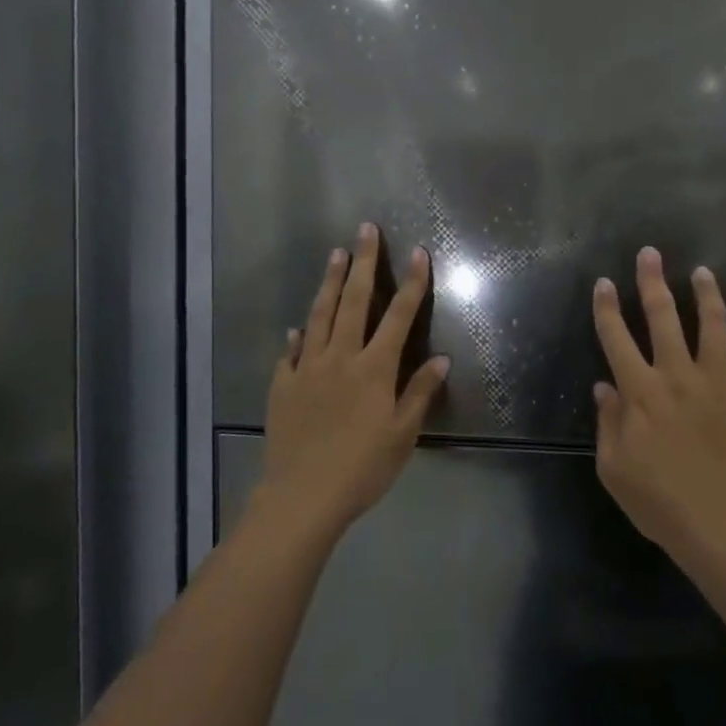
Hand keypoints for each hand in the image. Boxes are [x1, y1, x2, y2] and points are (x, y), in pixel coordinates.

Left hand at [257, 224, 449, 540]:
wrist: (303, 495)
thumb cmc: (362, 467)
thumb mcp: (402, 434)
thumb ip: (420, 392)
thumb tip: (441, 359)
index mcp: (374, 369)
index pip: (399, 316)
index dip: (411, 283)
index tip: (418, 253)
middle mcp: (341, 358)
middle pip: (354, 301)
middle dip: (363, 263)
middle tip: (365, 230)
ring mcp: (308, 368)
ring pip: (320, 315)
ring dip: (329, 283)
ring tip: (335, 255)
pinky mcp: (284, 385)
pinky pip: (292, 352)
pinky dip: (299, 334)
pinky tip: (299, 326)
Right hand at [591, 246, 725, 563]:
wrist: (725, 531)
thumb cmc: (661, 505)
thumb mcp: (614, 470)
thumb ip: (607, 423)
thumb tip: (604, 387)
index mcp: (641, 393)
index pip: (617, 338)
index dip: (606, 308)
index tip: (602, 282)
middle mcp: (680, 376)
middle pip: (663, 317)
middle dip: (652, 281)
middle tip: (650, 253)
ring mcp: (723, 384)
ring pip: (716, 326)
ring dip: (708, 296)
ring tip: (704, 272)